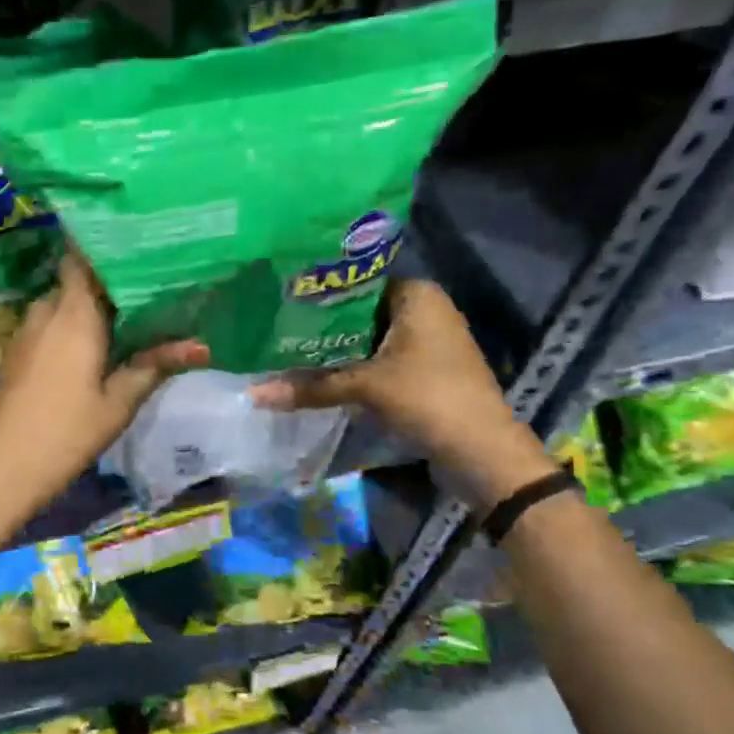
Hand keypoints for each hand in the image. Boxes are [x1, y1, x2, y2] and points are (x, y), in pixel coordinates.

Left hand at [0, 252, 207, 528]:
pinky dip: (75, 325)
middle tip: (152, 281)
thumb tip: (201, 345)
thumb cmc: (63, 434)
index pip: (83, 255)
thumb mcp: (116, 404)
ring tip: (133, 311)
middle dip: (110, 279)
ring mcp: (26, 332)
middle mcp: (46, 311)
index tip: (141, 241)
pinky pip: (51, 325)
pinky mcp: (17, 353)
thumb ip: (153, 366)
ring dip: (92, 305)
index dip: (108, 244)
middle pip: (78, 279)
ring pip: (64, 304)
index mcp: (72, 314)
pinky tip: (100, 342)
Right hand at [252, 278, 552, 509]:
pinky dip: (351, 368)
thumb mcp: (365, 388)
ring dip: (334, 350)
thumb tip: (253, 395)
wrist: (481, 451)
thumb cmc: (428, 398)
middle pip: (359, 312)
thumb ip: (310, 387)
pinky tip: (316, 376)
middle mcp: (423, 310)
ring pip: (366, 339)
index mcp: (417, 295)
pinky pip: (377, 360)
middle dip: (321, 326)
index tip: (280, 302)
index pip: (356, 282)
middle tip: (274, 329)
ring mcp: (424, 342)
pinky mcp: (421, 371)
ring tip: (285, 351)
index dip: (318, 293)